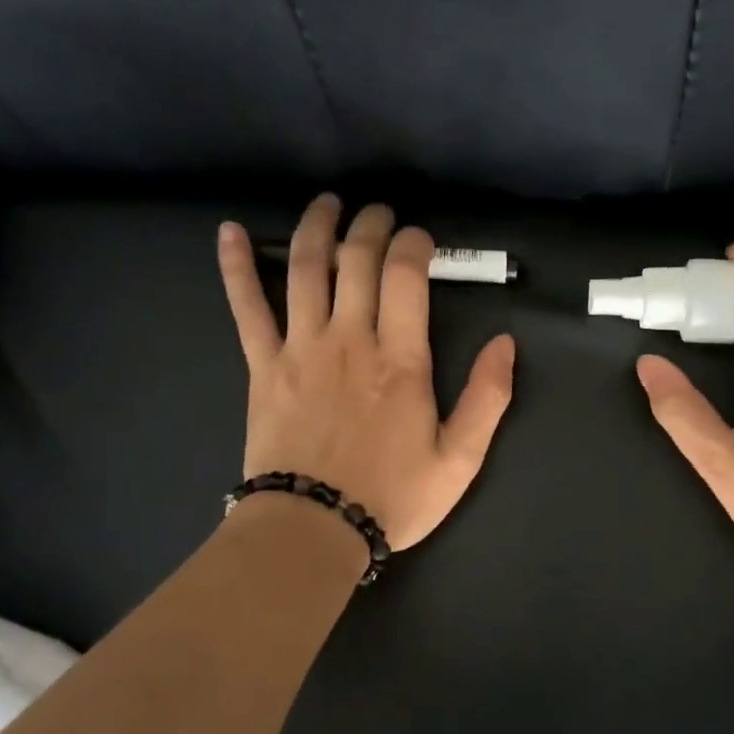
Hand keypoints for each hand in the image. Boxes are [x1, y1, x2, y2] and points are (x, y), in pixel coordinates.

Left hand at [218, 194, 515, 551]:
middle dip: (371, 225)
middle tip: (379, 212)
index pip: (407, 276)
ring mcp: (300, 348)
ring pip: (304, 268)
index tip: (421, 238)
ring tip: (328, 203)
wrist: (313, 529)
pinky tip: (228, 231)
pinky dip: (235, 266)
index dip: (415, 243)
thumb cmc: (391, 498)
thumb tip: (505, 344)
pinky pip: (245, 306)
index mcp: (400, 360)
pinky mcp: (263, 366)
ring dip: (316, 227)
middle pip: (357, 260)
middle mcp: (349, 339)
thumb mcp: (459, 460)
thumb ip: (486, 399)